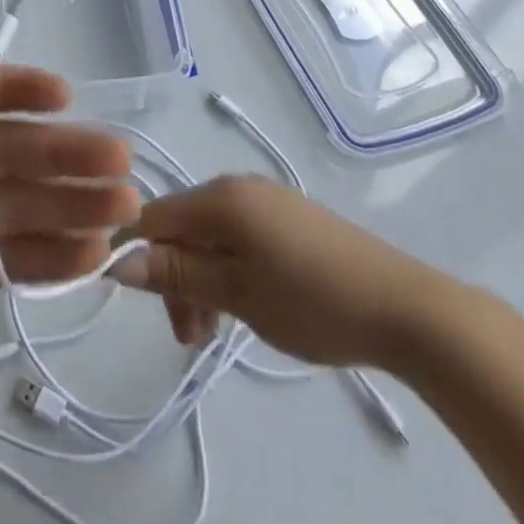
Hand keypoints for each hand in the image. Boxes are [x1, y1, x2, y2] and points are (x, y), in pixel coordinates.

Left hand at [0, 62, 135, 444]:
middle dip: (64, 154)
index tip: (65, 97)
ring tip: (124, 210)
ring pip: (23, 204)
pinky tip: (94, 253)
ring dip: (73, 204)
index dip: (21, 92)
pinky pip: (16, 257)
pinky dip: (55, 255)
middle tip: (118, 162)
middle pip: (11, 153)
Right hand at [112, 175, 456, 368]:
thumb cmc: (312, 300)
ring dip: (200, 280)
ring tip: (214, 333)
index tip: (134, 301)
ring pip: (210, 236)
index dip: (134, 251)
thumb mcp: (236, 293)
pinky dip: (228, 271)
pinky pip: (238, 238)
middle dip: (174, 277)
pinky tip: (243, 306)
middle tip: (189, 337)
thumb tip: (117, 261)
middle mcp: (237, 186)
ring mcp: (266, 200)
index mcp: (220, 197)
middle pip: (182, 226)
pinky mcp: (289, 219)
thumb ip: (176, 274)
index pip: (153, 214)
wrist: (406, 308)